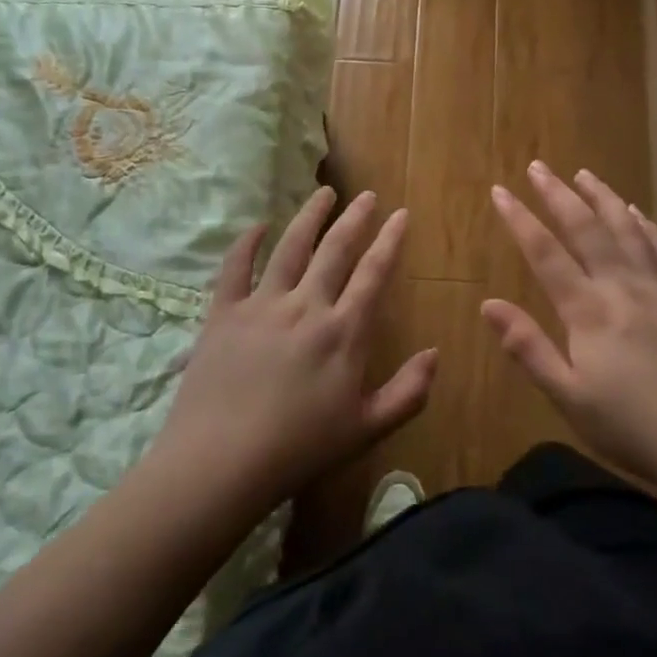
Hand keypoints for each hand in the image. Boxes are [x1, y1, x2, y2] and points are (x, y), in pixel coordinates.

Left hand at [158, 187, 437, 511]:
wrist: (221, 464)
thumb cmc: (300, 450)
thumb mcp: (367, 429)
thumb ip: (408, 392)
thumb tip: (435, 353)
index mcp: (344, 331)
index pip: (373, 273)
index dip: (390, 240)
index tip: (400, 214)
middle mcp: (306, 306)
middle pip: (335, 250)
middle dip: (355, 218)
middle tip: (368, 195)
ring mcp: (262, 305)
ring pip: (290, 247)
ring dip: (310, 216)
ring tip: (324, 192)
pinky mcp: (223, 313)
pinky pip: (235, 268)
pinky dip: (248, 242)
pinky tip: (259, 225)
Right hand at [483, 161, 656, 493]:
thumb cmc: (631, 427)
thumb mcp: (568, 396)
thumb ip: (528, 347)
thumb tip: (488, 304)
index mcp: (588, 311)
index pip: (546, 253)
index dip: (520, 219)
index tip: (500, 191)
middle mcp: (622, 288)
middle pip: (587, 229)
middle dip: (559, 195)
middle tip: (538, 167)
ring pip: (628, 231)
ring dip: (603, 198)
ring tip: (585, 175)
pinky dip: (648, 227)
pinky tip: (640, 214)